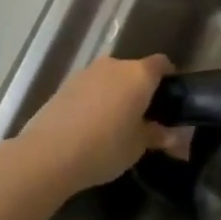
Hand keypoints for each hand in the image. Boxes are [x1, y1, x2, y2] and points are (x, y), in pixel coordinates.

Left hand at [19, 54, 173, 190]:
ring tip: (114, 123)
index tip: (169, 99)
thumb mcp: (138, 146)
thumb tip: (172, 135)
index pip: (162, 64)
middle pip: (135, 71)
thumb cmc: (105, 147)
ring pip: (110, 79)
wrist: (48, 155)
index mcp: (139, 75)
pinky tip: (91, 125)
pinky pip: (90, 88)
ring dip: (116, 94)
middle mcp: (114, 66)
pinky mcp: (64, 85)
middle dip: (140, 89)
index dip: (168, 78)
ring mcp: (86, 73)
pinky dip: (95, 100)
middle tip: (143, 117)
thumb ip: (157, 135)